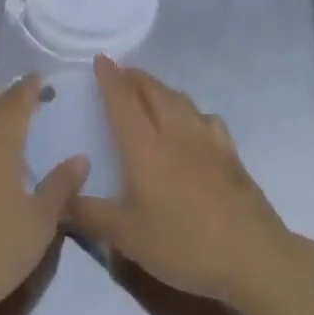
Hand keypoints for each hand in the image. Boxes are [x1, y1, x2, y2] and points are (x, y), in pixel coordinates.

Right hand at [66, 57, 296, 308]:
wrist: (253, 256)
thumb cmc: (184, 245)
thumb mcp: (128, 238)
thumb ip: (90, 215)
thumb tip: (60, 197)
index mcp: (146, 148)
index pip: (123, 101)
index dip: (110, 78)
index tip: (100, 58)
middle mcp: (175, 133)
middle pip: (153, 91)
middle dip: (134, 77)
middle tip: (120, 73)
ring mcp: (207, 140)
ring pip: (180, 100)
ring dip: (160, 88)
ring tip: (150, 91)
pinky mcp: (230, 153)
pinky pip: (205, 117)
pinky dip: (190, 110)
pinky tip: (192, 123)